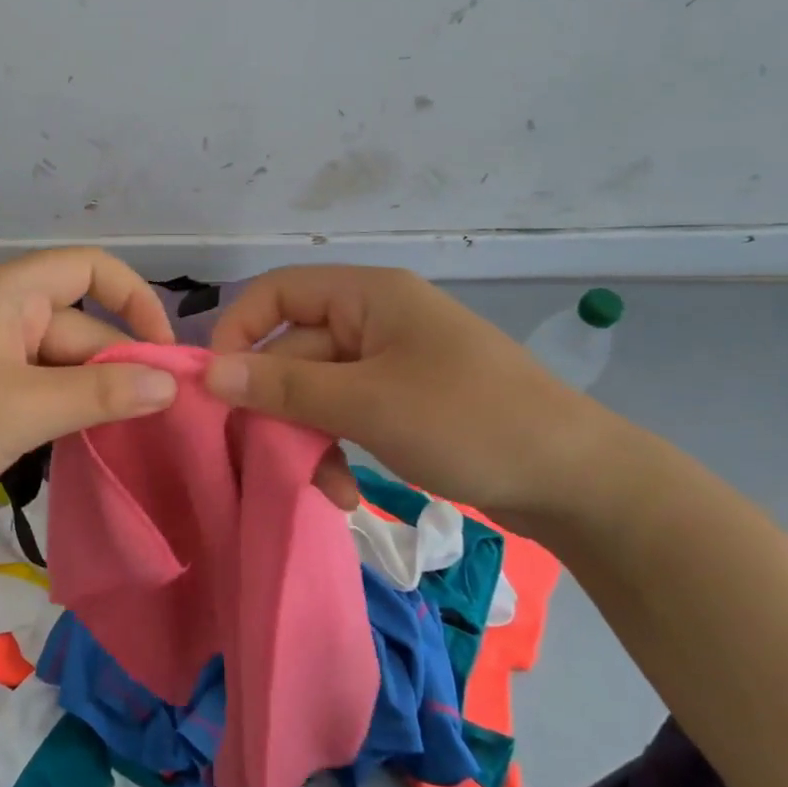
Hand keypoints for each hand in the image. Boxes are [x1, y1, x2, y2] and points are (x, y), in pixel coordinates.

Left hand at [0, 248, 179, 523]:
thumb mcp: (26, 409)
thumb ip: (102, 393)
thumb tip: (171, 383)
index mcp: (8, 290)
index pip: (92, 269)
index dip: (137, 303)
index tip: (163, 357)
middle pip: (77, 324)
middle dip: (112, 368)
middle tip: (148, 422)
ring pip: (55, 360)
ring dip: (85, 393)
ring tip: (114, 436)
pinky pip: (30, 381)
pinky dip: (54, 405)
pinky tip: (70, 440)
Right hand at [203, 266, 625, 521]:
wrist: (578, 481)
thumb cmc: (469, 422)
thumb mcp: (368, 403)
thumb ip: (283, 386)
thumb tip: (209, 373)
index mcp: (367, 296)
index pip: (276, 294)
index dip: (238, 332)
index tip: (217, 388)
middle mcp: (373, 319)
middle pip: (293, 351)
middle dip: (278, 407)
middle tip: (267, 457)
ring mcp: (389, 363)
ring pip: (315, 391)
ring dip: (307, 437)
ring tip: (321, 486)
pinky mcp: (402, 402)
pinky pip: (345, 415)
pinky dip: (336, 449)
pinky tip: (343, 492)